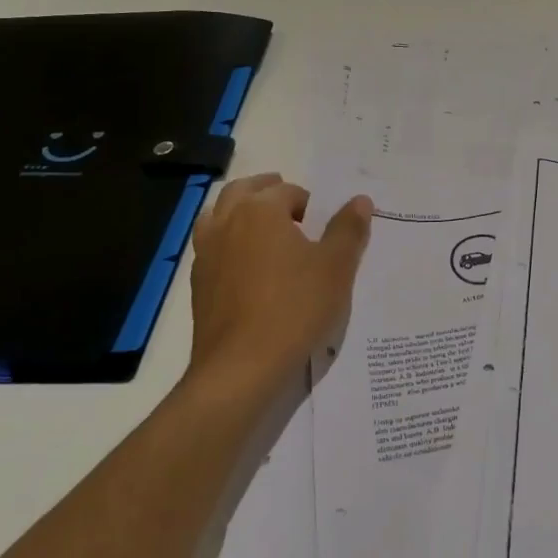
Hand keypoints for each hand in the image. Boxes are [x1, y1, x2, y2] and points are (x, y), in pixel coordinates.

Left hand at [185, 173, 372, 403]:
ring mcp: (206, 253)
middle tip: (293, 209)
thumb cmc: (294, 308)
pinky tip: (248, 267)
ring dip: (241, 213)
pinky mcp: (198, 283)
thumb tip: (360, 200)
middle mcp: (227, 222)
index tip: (323, 226)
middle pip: (243, 190)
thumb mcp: (336, 267)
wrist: (241, 367)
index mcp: (260, 210)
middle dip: (268, 192)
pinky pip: (212, 246)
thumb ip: (348, 229)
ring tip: (266, 231)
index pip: (287, 190)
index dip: (309, 203)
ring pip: (219, 215)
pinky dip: (229, 242)